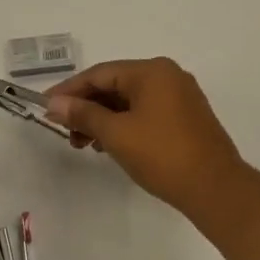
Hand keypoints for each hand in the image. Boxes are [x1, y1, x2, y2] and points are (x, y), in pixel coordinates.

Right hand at [43, 58, 247, 217]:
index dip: (69, 90)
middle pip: (114, 85)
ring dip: (102, 119)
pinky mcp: (185, 118)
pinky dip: (122, 125)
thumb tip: (55, 104)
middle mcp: (168, 76)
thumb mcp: (116, 133)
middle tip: (65, 132)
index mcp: (152, 71)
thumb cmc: (162, 155)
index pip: (99, 73)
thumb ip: (83, 114)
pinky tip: (108, 145)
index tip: (45, 107)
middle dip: (86, 108)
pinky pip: (144, 113)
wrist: (214, 188)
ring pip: (129, 101)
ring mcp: (179, 97)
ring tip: (83, 144)